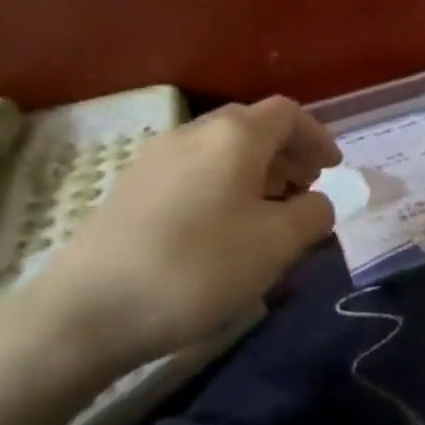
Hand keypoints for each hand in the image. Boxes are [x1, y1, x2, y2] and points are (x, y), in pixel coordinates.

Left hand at [31, 97, 340, 365]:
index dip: (317, 137)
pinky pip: (193, 172)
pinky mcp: (130, 190)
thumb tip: (317, 202)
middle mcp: (192, 134)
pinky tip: (223, 228)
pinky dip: (223, 186)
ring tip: (269, 212)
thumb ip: (313, 214)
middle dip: (287, 154)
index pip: (287, 114)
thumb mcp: (277, 244)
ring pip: (220, 151)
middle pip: (252, 127)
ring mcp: (154, 159)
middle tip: (305, 189)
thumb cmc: (200, 267)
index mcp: (233, 136)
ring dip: (255, 171)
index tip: (334, 169)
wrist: (89, 310)